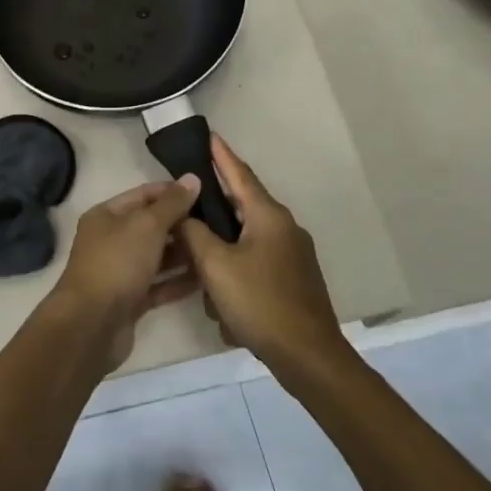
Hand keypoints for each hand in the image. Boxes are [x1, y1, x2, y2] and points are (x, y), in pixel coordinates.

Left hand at [53, 177, 201, 368]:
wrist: (91, 323)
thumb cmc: (117, 263)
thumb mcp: (147, 225)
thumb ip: (172, 204)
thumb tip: (192, 178)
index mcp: (106, 216)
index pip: (143, 195)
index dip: (172, 191)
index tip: (205, 192)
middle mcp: (110, 241)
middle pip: (151, 227)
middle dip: (182, 224)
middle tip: (219, 223)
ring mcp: (120, 272)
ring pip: (157, 257)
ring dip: (184, 253)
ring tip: (217, 248)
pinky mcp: (130, 300)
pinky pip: (159, 285)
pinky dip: (179, 281)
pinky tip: (207, 278)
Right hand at [178, 136, 355, 383]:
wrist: (308, 355)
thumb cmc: (259, 303)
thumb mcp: (215, 266)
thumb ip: (194, 234)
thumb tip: (182, 214)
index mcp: (268, 216)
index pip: (240, 174)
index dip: (221, 155)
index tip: (208, 135)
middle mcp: (284, 228)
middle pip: (241, 207)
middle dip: (212, 212)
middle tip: (184, 207)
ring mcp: (292, 254)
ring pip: (245, 241)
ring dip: (221, 255)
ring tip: (199, 275)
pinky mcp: (293, 278)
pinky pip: (255, 264)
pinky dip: (235, 275)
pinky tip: (222, 302)